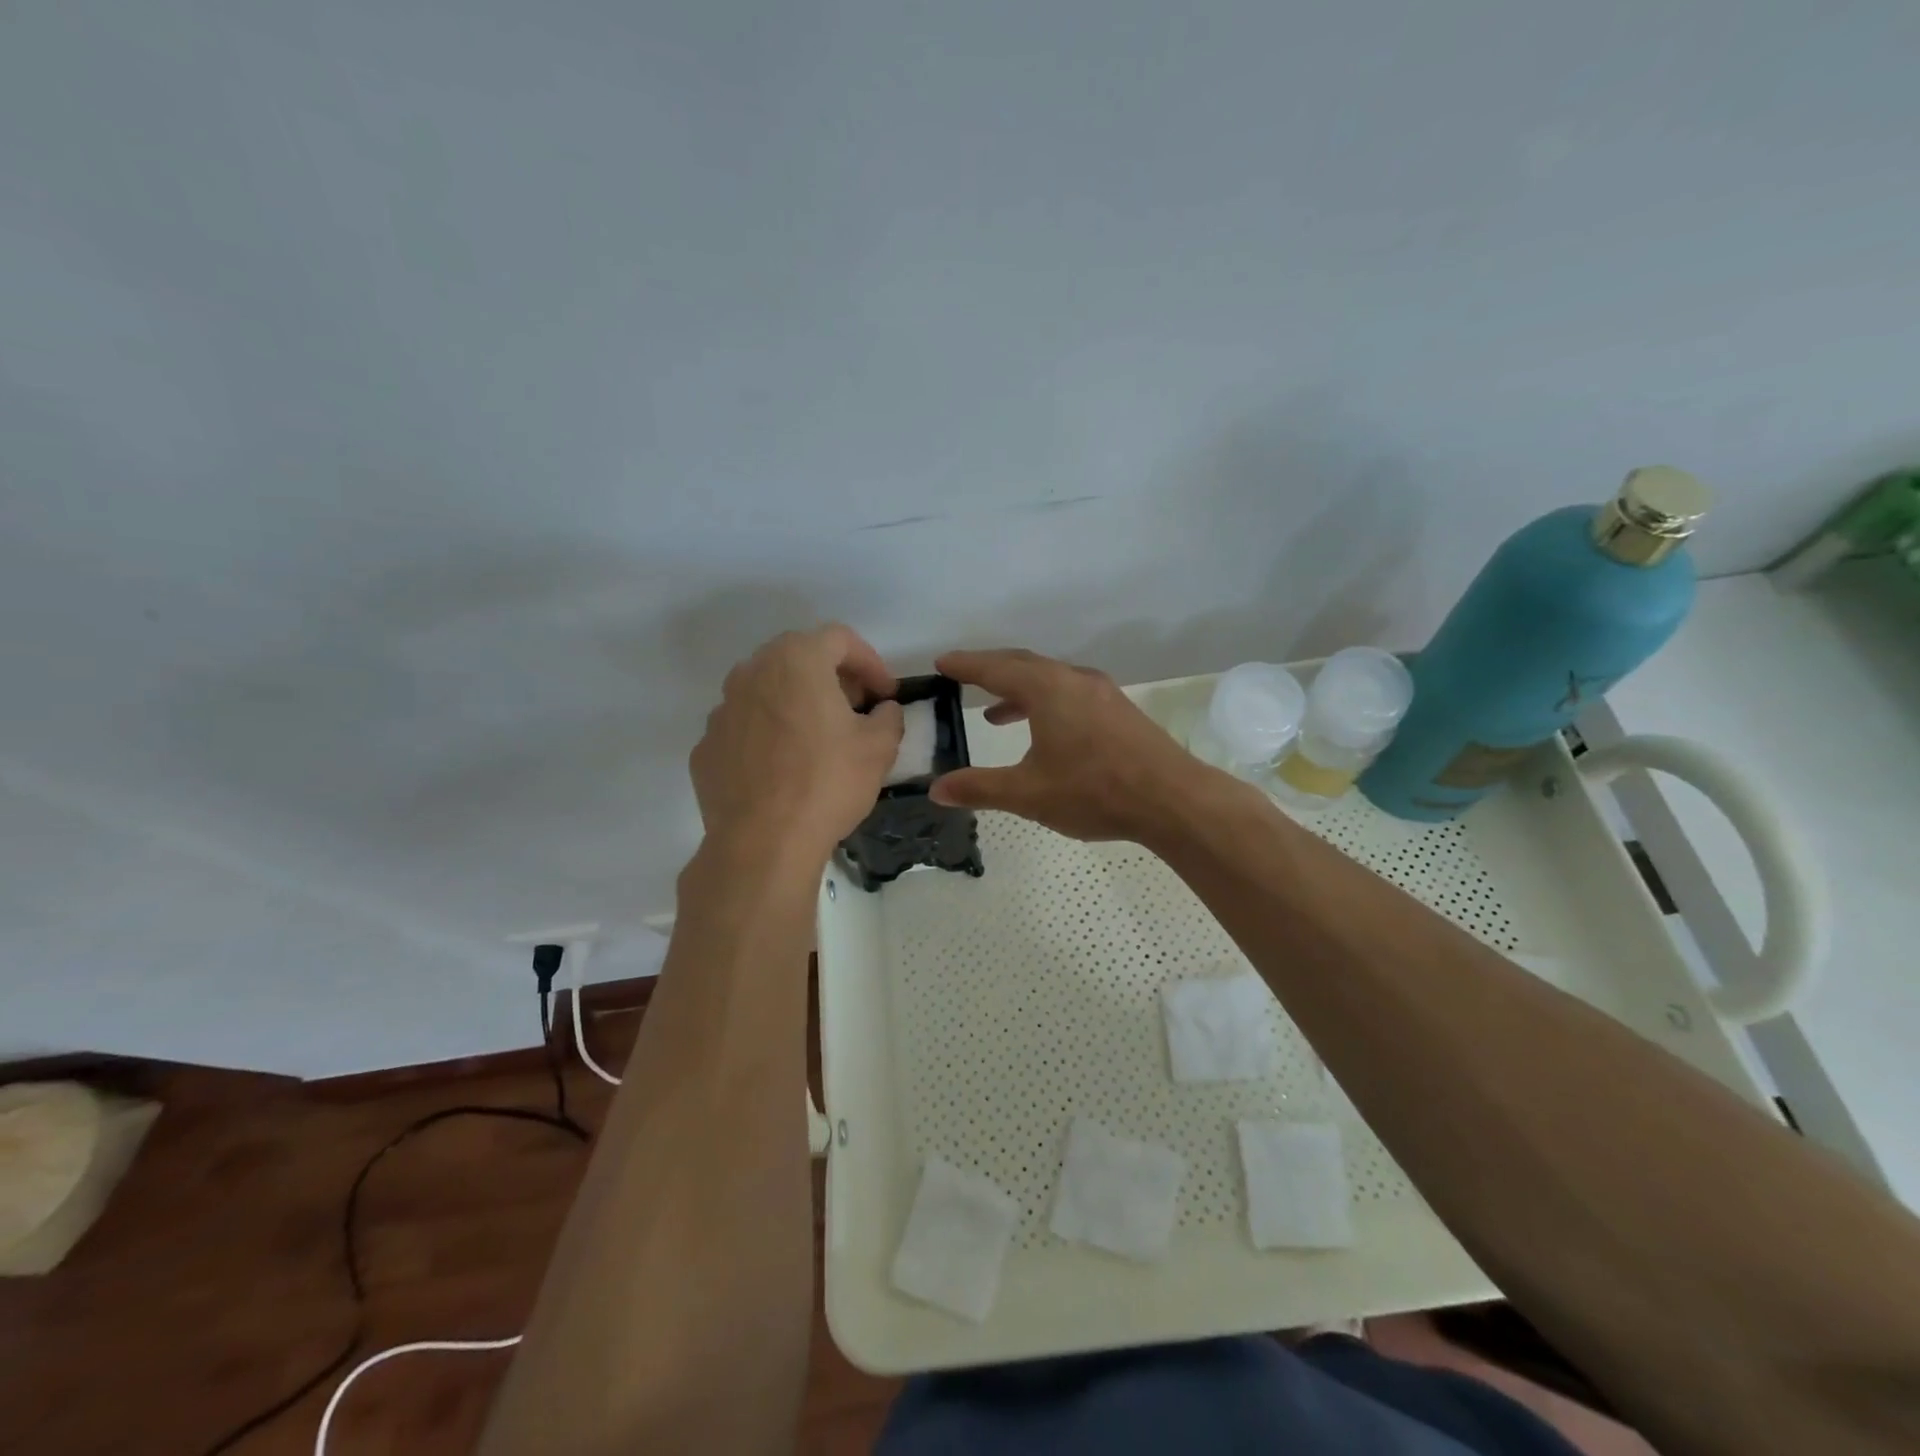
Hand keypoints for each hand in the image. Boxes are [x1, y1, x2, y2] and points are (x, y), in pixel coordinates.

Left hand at [690, 625, 902, 862]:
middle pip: (798, 658)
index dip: (870, 662)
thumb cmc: (827, 783)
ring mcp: (721, 710)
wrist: (762, 842)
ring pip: (767, 692)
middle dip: (832, 678)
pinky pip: (745, 728)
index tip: (885, 694)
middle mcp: (751, 673)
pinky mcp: (706, 747)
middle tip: (855, 710)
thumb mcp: (879, 747)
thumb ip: (888, 717)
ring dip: (796, 704)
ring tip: (818, 740)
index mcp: (796, 661)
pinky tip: (784, 769)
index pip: (839, 639)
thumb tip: (882, 711)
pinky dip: (767, 735)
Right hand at [929, 648, 1210, 843]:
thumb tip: (936, 789)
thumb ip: (979, 788)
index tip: (941, 662)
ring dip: (1018, 690)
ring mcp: (1101, 693)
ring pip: (1049, 679)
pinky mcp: (1118, 710)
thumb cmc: (1094, 791)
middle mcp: (1073, 679)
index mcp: (1047, 689)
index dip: (965, 665)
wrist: (1172, 799)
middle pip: (1023, 664)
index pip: (995, 668)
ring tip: (993, 713)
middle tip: (962, 676)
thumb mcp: (1028, 793)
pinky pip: (1069, 693)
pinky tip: (1043, 732)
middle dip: (990, 669)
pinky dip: (1044, 702)